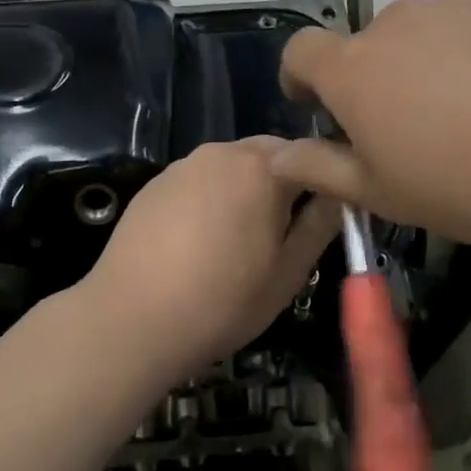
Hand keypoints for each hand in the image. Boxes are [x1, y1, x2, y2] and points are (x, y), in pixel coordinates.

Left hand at [83, 137, 341, 372]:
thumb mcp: (288, 273)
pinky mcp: (155, 183)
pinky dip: (212, 197)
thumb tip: (340, 194)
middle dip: (286, 181)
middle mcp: (223, 151)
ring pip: (232, 165)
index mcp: (263, 167)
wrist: (130, 319)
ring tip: (242, 238)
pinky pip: (199, 179)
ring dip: (247, 188)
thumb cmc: (223, 300)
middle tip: (286, 230)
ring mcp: (184, 164)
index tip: (330, 212)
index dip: (327, 180)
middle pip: (270, 154)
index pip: (313, 154)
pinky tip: (201, 240)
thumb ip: (320, 225)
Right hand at [272, 0, 470, 252]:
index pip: (300, 50)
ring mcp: (448, 9)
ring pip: (414, 38)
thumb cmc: (466, 183)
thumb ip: (320, 169)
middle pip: (363, 48)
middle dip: (370, 83)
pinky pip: (461, 29)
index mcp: (353, 69)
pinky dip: (464, 55)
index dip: (298, 75)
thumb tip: (278, 155)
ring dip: (419, 68)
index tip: (316, 105)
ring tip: (464, 116)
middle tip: (408, 133)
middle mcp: (392, 24)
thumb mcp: (382, 193)